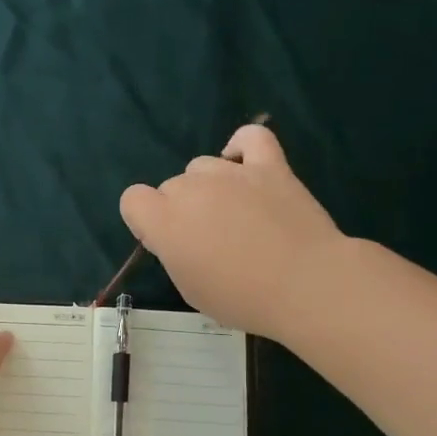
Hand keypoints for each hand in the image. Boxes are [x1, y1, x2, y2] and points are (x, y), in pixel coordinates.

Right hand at [119, 123, 346, 338]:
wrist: (304, 284)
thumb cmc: (241, 298)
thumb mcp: (189, 287)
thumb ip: (174, 252)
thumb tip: (180, 235)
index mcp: (164, 221)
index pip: (132, 200)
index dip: (145, 220)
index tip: (166, 242)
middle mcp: (190, 189)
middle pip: (171, 186)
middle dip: (181, 209)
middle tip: (209, 240)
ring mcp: (231, 173)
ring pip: (202, 167)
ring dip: (209, 187)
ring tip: (235, 214)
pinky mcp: (270, 166)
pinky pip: (250, 137)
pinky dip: (242, 147)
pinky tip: (245, 167)